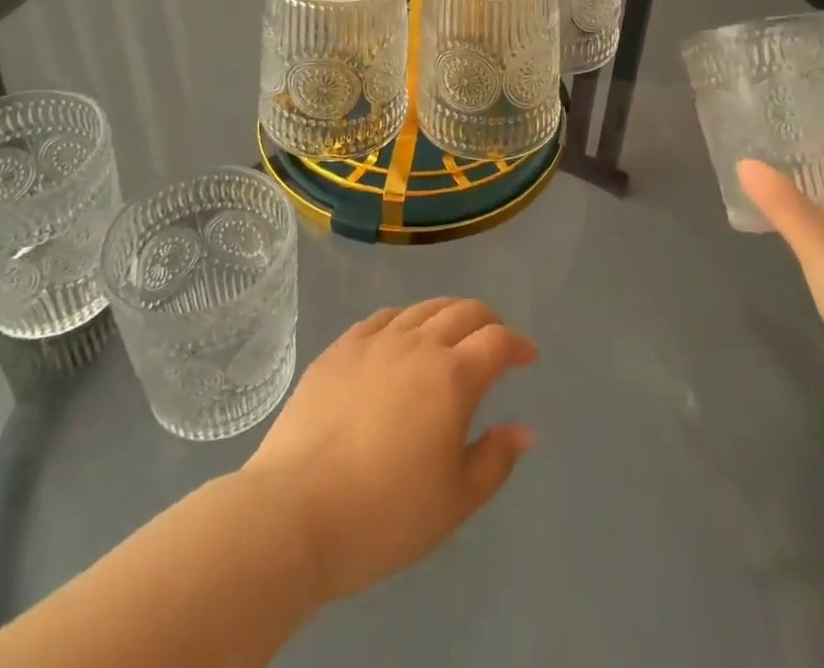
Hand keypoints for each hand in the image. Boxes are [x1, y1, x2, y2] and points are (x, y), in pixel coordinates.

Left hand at [241, 299, 536, 601]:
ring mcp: (375, 341)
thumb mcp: (455, 502)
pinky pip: (382, 317)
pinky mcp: (340, 348)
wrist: (295, 510)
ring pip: (422, 308)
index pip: (497, 341)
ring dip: (447, 315)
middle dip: (487, 321)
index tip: (528, 356)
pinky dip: (404, 320)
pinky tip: (400, 337)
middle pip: (463, 311)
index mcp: (452, 377)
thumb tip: (523, 429)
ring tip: (451, 334)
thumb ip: (495, 459)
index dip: (518, 344)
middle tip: (494, 339)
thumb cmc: (384, 514)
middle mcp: (418, 345)